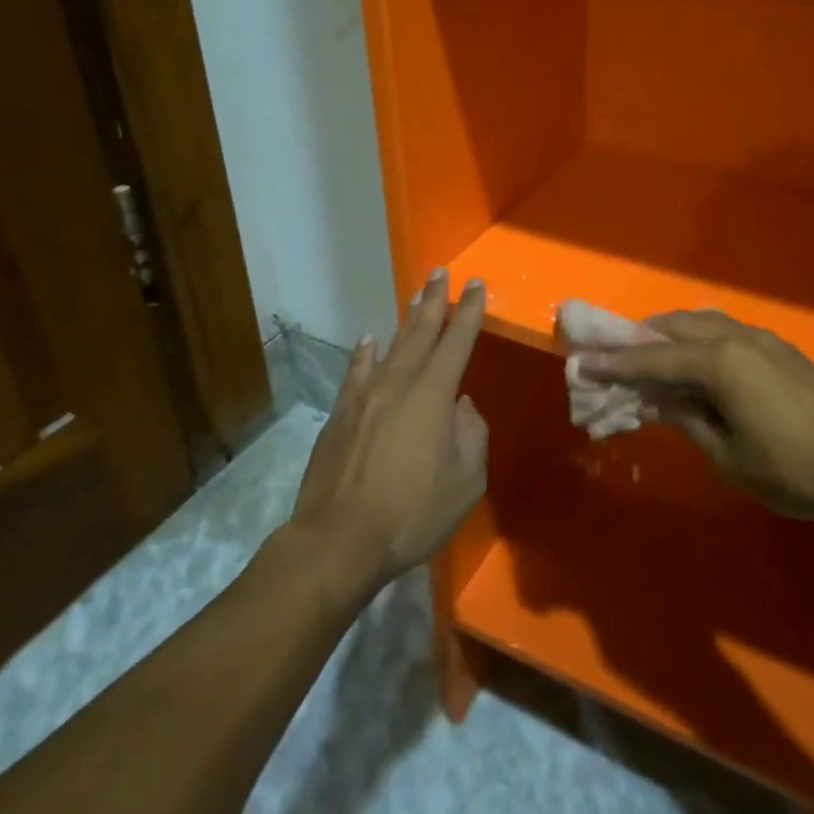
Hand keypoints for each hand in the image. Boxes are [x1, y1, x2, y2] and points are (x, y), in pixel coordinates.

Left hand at [291, 269, 487, 592]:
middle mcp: (399, 383)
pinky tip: (369, 341)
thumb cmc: (412, 513)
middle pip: (420, 332)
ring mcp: (364, 396)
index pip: (457, 341)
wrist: (338, 541)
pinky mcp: (340, 414)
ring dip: (406, 320)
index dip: (469, 311)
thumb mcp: (466, 482)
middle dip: (434, 300)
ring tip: (415, 296)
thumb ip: (472, 437)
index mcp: (434, 395)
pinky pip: (357, 372)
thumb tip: (461, 408)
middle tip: (441, 273)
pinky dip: (365, 353)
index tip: (476, 285)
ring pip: (390, 346)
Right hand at [578, 311, 813, 519]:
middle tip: (613, 355)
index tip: (582, 362)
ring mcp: (762, 339)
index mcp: (719, 362)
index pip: (653, 358)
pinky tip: (695, 360)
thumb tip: (658, 401)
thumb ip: (688, 420)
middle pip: (676, 326)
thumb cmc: (794, 469)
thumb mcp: (729, 455)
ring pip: (703, 322)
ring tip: (649, 355)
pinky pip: (725, 331)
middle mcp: (737, 337)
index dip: (615, 363)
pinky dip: (698, 339)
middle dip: (640, 339)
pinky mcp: (780, 348)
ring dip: (671, 335)